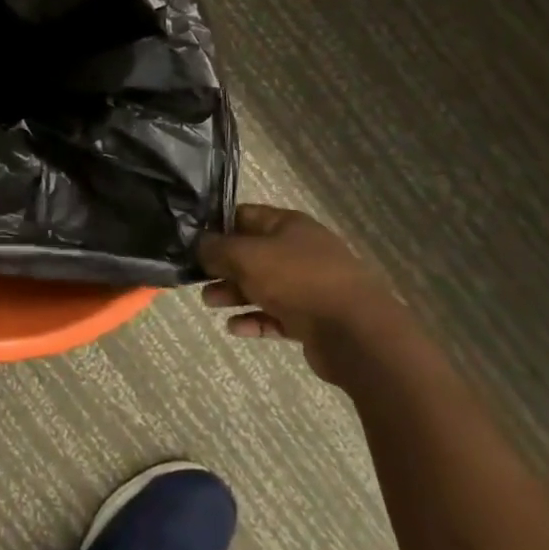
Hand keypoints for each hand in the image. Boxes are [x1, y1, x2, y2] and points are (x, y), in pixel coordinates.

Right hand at [197, 204, 411, 385]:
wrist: (356, 333)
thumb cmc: (298, 280)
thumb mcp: (247, 256)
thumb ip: (217, 248)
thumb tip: (199, 244)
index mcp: (288, 225)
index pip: (245, 216)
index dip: (217, 225)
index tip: (192, 240)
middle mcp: (299, 251)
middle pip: (251, 253)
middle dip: (222, 265)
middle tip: (196, 276)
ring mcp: (308, 286)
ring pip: (262, 286)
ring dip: (233, 293)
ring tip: (210, 303)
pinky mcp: (312, 319)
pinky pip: (275, 316)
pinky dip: (254, 319)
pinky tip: (234, 328)